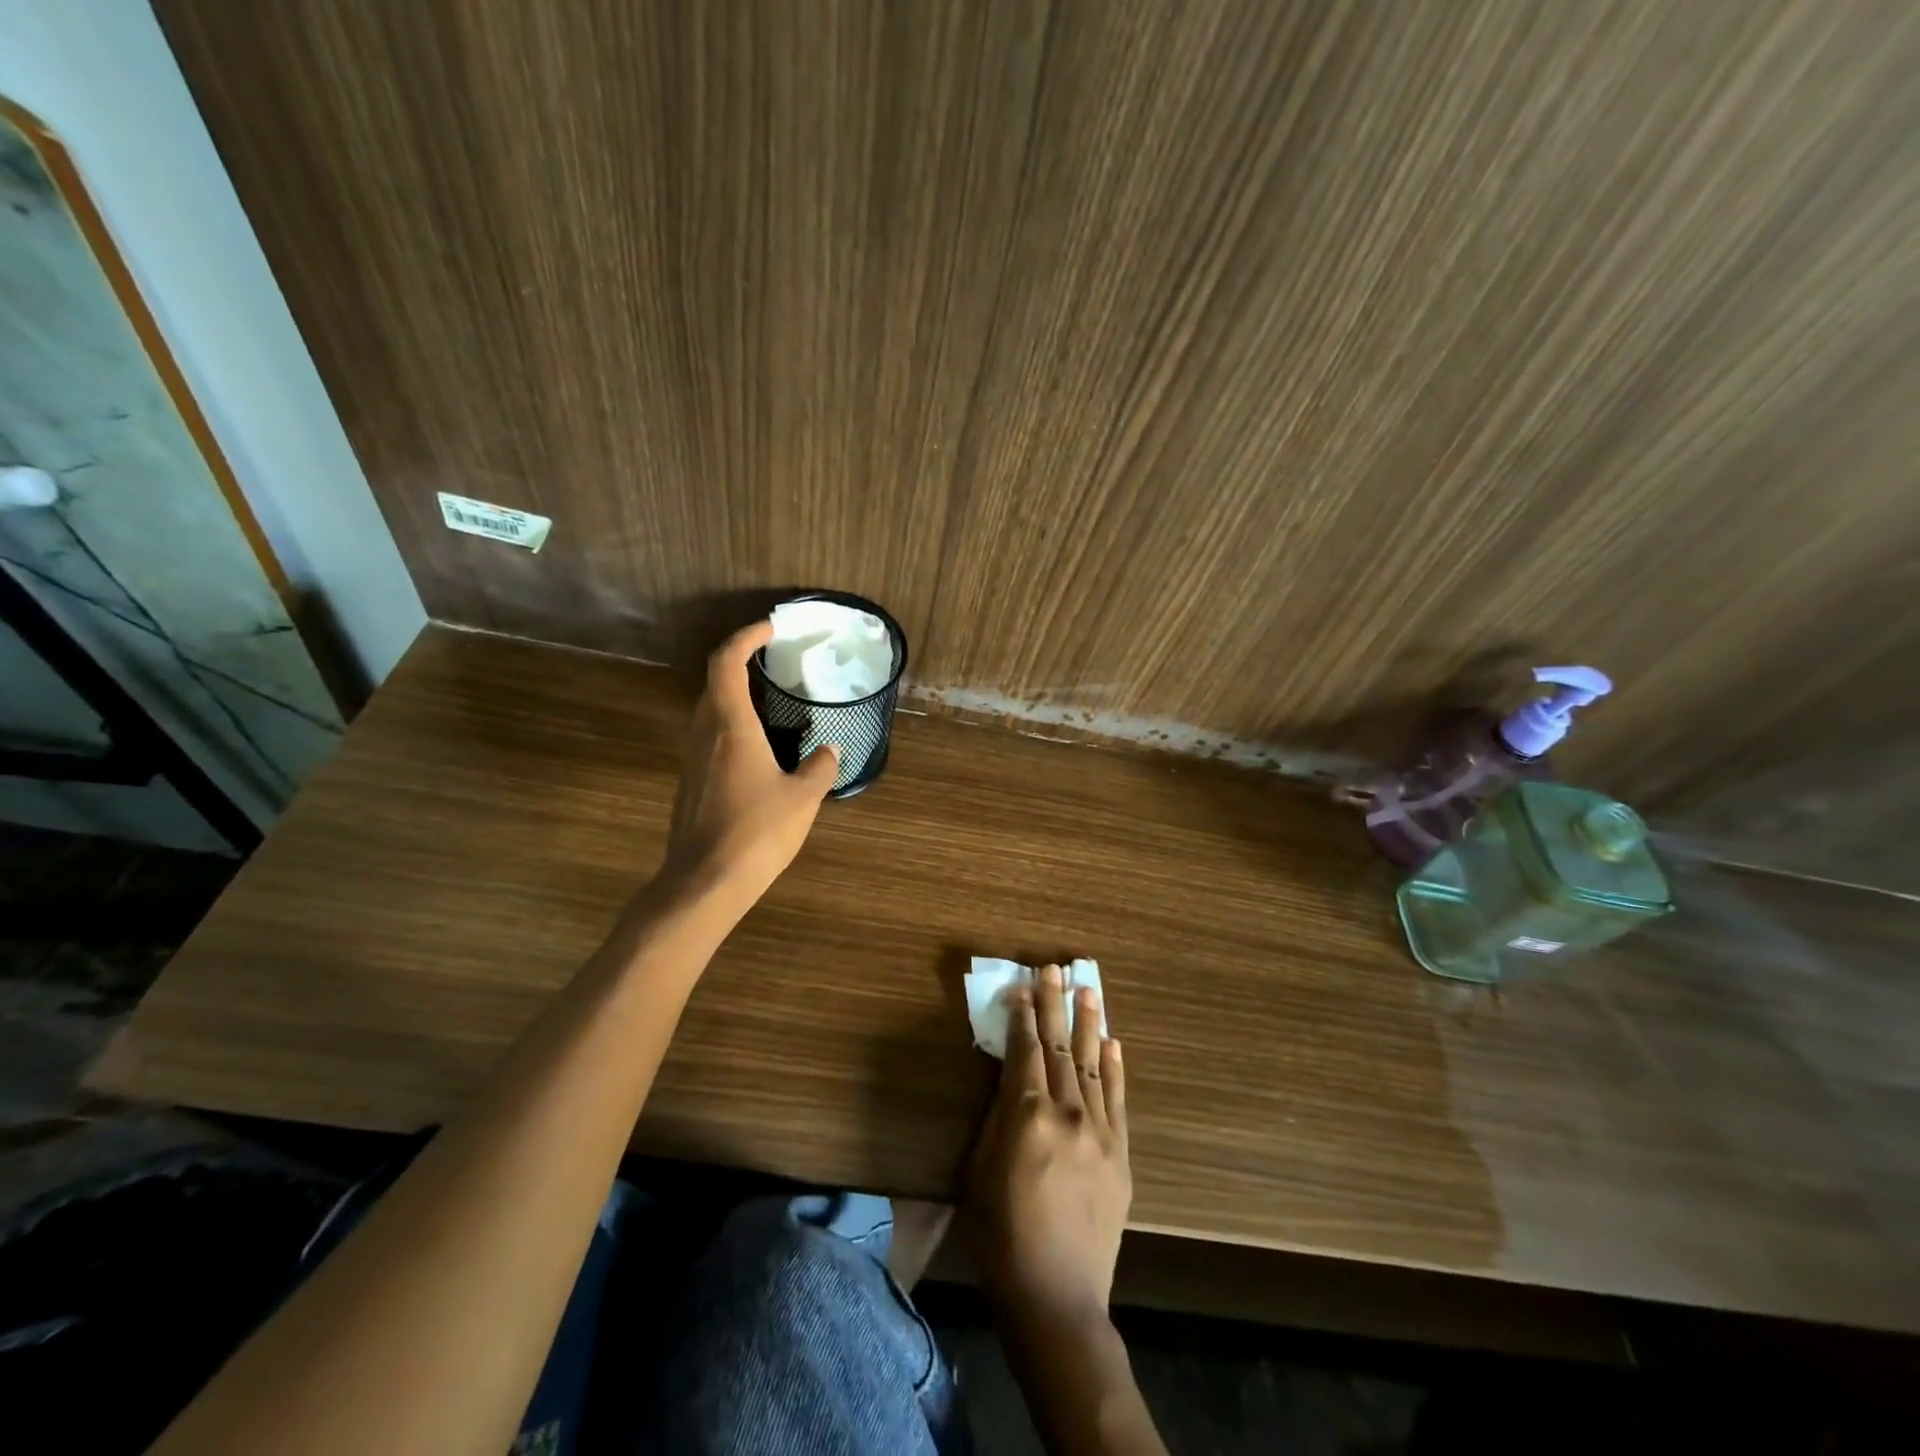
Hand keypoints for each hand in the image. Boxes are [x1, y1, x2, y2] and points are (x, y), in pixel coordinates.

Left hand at [663, 620, 837, 902]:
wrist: (704, 883)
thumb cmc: (756, 832)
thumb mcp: (802, 798)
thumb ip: (820, 767)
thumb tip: (829, 749)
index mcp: (731, 727)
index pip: (726, 662)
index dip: (745, 637)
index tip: (770, 629)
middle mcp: (705, 734)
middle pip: (715, 683)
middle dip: (742, 665)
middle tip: (776, 666)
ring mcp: (692, 760)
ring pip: (710, 712)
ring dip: (736, 698)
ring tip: (773, 706)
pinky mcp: (691, 784)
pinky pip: (710, 739)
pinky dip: (732, 728)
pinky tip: (759, 753)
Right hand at [966, 964, 1129, 1332]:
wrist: (1056, 1298)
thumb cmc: (1000, 1236)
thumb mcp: (979, 1172)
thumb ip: (996, 1118)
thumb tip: (1007, 1078)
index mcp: (1027, 1117)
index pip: (1024, 1051)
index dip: (1022, 1016)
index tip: (1022, 985)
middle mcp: (1067, 1114)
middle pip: (1060, 1048)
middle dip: (1053, 1006)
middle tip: (1054, 969)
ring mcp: (1099, 1132)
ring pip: (1094, 1064)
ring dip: (1089, 1024)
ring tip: (1088, 989)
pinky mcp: (1120, 1155)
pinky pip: (1118, 1100)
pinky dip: (1116, 1068)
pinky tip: (1114, 1043)